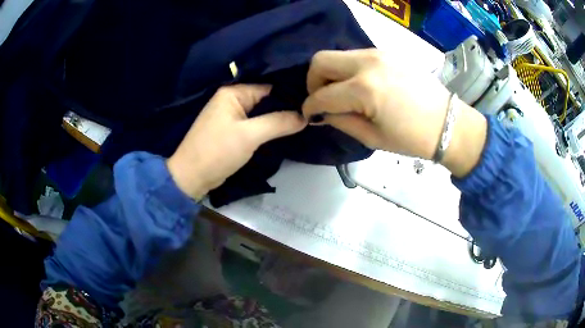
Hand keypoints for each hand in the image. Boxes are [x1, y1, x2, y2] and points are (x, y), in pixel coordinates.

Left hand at [167, 85, 306, 199]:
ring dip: (278, 119)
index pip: (268, 87)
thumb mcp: (249, 135)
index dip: (289, 95)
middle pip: (265, 100)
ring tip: (304, 121)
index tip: (311, 102)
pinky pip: (254, 124)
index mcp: (232, 93)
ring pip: (261, 113)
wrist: (192, 177)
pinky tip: (286, 131)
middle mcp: (231, 100)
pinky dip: (268, 128)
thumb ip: (278, 123)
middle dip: (286, 107)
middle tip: (311, 113)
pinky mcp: (232, 131)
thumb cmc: (217, 151)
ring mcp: (231, 116)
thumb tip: (306, 116)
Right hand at [302, 49, 487, 176]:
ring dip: (332, 73)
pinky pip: (356, 55)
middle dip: (313, 81)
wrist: (447, 123)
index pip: (321, 95)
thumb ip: (341, 121)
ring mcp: (378, 54)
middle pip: (320, 61)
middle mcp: (367, 63)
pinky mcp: (387, 53)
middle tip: (322, 99)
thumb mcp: (372, 137)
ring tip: (342, 93)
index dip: (310, 107)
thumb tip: (321, 113)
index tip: (309, 115)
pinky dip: (349, 69)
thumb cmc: (412, 138)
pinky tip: (360, 85)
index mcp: (363, 90)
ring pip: (337, 55)